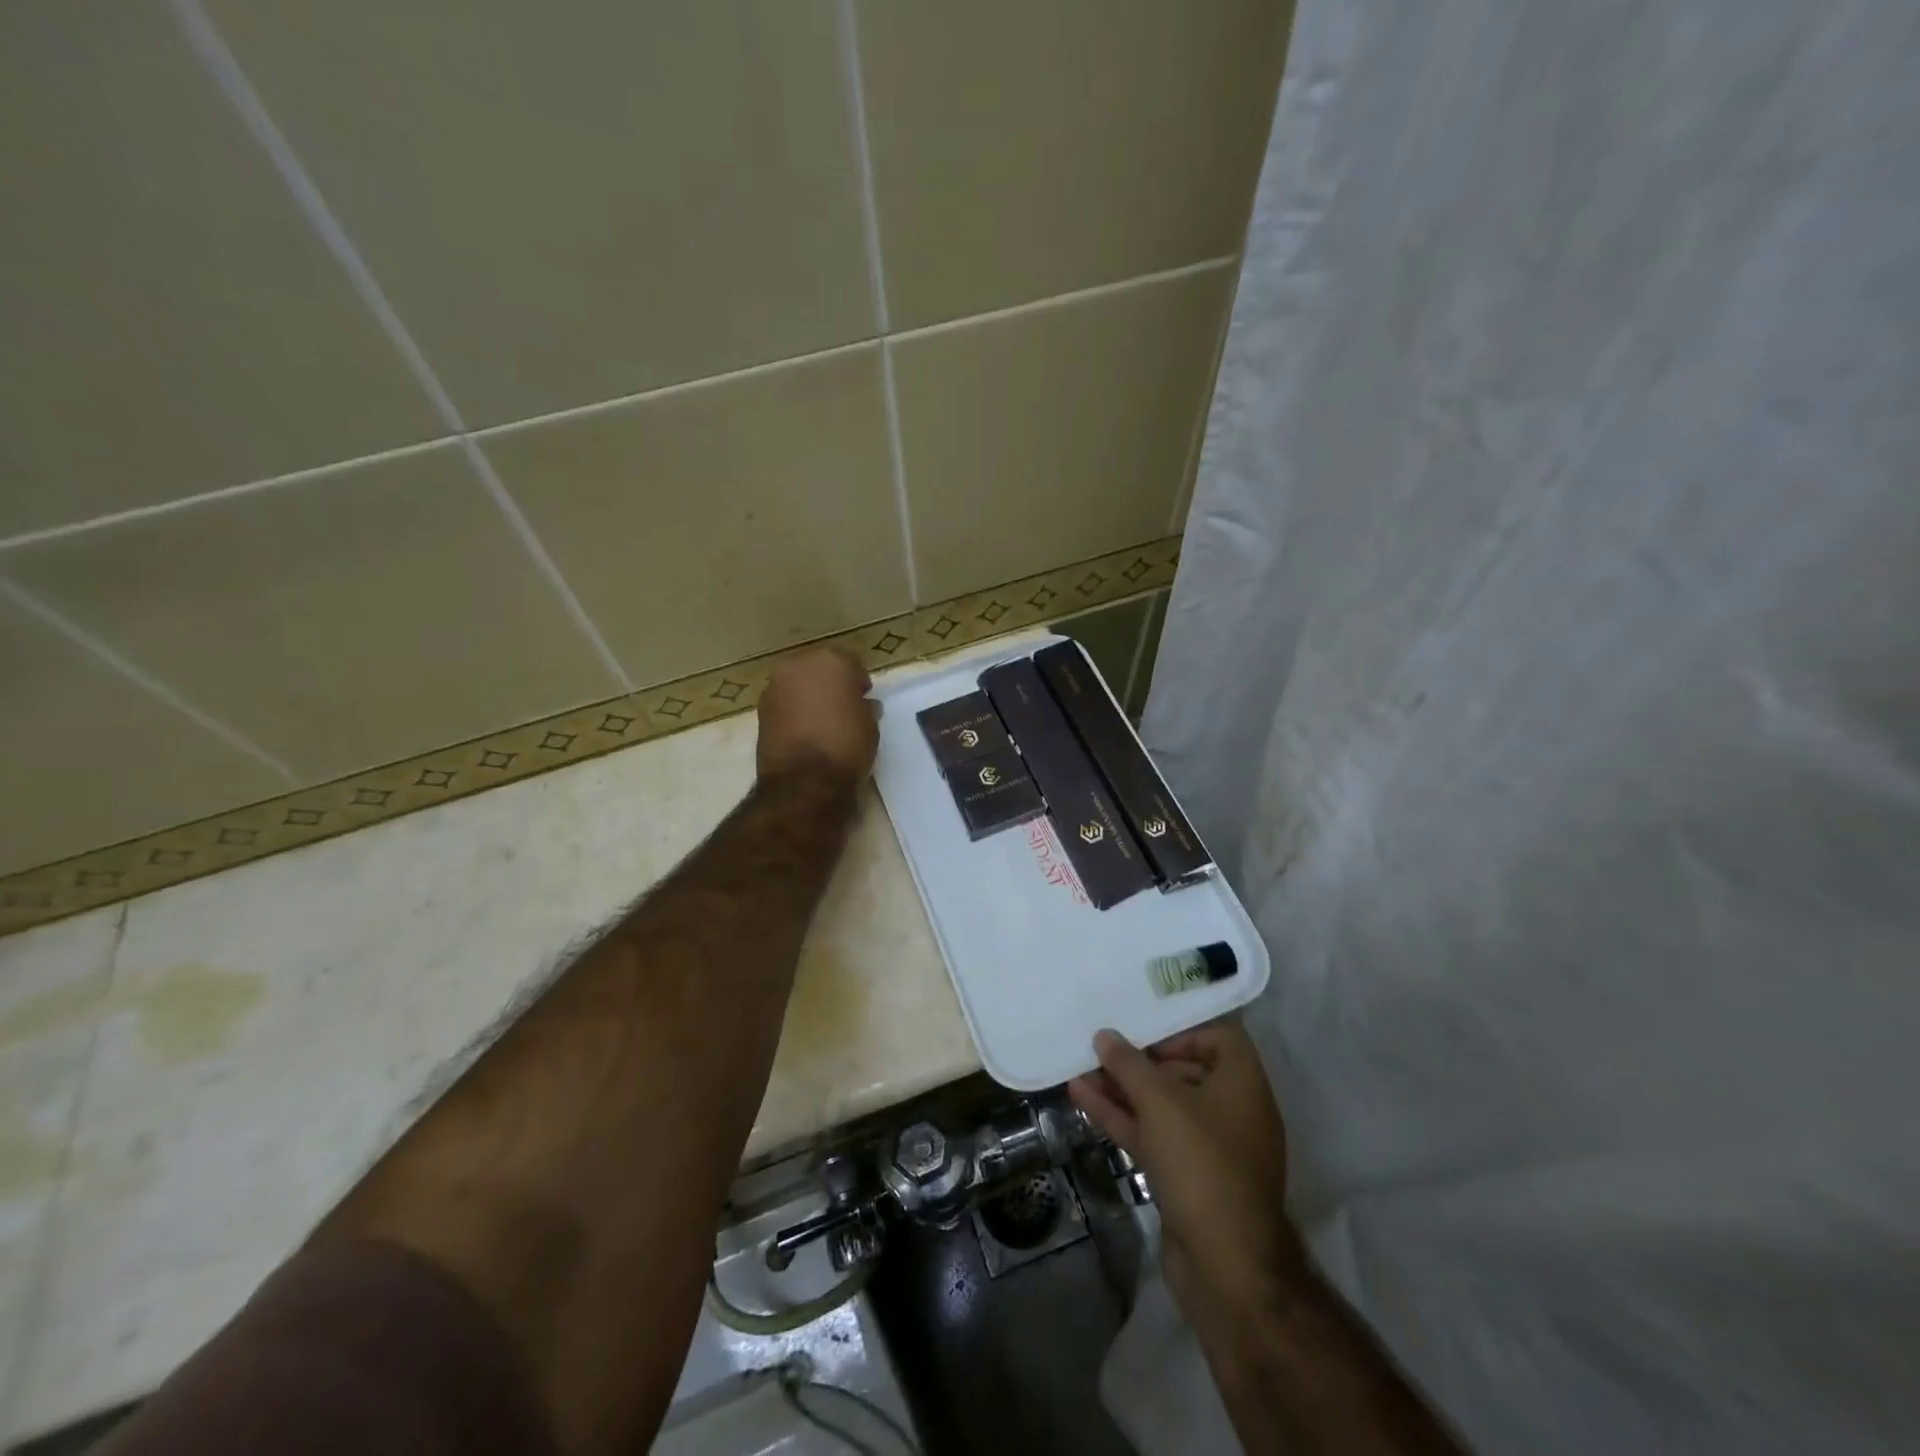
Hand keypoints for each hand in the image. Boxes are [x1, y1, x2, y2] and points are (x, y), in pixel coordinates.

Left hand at [756, 648, 878, 785]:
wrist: (804, 781)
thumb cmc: (846, 745)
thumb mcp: (870, 725)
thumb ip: (864, 707)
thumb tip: (861, 705)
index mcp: (830, 661)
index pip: (850, 663)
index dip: (858, 682)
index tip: (863, 699)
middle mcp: (797, 665)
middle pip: (819, 669)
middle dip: (830, 685)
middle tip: (842, 708)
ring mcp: (774, 687)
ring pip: (798, 686)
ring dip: (808, 698)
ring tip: (822, 723)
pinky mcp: (760, 711)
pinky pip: (784, 705)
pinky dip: (793, 713)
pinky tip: (805, 733)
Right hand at [1069, 1019, 1298, 1341]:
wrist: (1225, 1267)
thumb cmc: (1202, 1164)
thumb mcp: (1161, 1103)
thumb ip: (1129, 1064)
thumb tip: (1105, 1035)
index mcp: (1243, 1086)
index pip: (1219, 1038)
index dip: (1181, 1030)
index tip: (1145, 1032)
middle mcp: (1231, 1112)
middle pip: (1184, 1071)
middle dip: (1139, 1061)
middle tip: (1101, 1049)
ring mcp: (1208, 1148)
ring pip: (1161, 1106)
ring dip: (1122, 1089)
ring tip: (1080, 1069)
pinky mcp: (1186, 1177)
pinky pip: (1153, 1134)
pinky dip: (1122, 1117)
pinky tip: (1082, 1099)